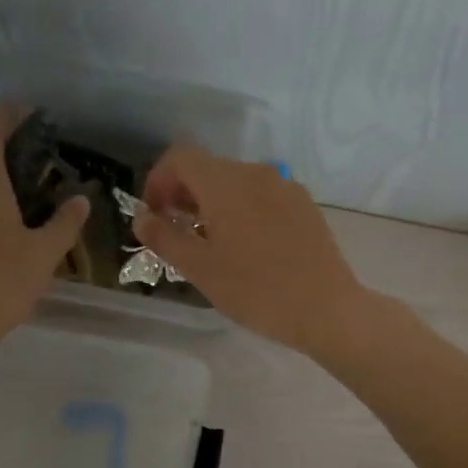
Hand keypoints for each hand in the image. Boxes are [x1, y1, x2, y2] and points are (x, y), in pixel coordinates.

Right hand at [133, 145, 368, 354]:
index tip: (155, 216)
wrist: (326, 309)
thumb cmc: (255, 290)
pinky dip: (243, 210)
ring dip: (214, 203)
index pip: (180, 158)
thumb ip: (163, 237)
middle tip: (177, 234)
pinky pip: (263, 196)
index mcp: (226, 183)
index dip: (158, 181)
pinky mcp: (305, 205)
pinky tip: (248, 247)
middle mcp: (256, 173)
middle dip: (185, 194)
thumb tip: (141, 217)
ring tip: (211, 244)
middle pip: (209, 168)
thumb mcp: (199, 269)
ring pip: (237, 183)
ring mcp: (285, 187)